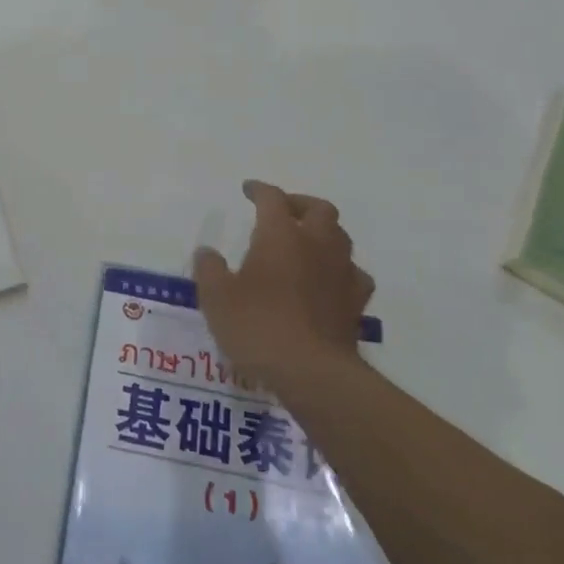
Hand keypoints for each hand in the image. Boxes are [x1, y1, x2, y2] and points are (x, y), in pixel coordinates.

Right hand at [193, 180, 372, 390]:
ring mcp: (341, 273)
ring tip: (306, 244)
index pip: (272, 198)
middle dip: (300, 204)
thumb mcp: (217, 298)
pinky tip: (329, 282)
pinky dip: (340, 271)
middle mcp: (316, 244)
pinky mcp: (356, 304)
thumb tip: (207, 252)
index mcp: (280, 234)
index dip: (259, 190)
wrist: (313, 373)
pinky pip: (353, 275)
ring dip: (323, 234)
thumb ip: (209, 270)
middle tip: (283, 212)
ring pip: (341, 238)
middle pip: (319, 208)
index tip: (248, 190)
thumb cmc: (259, 326)